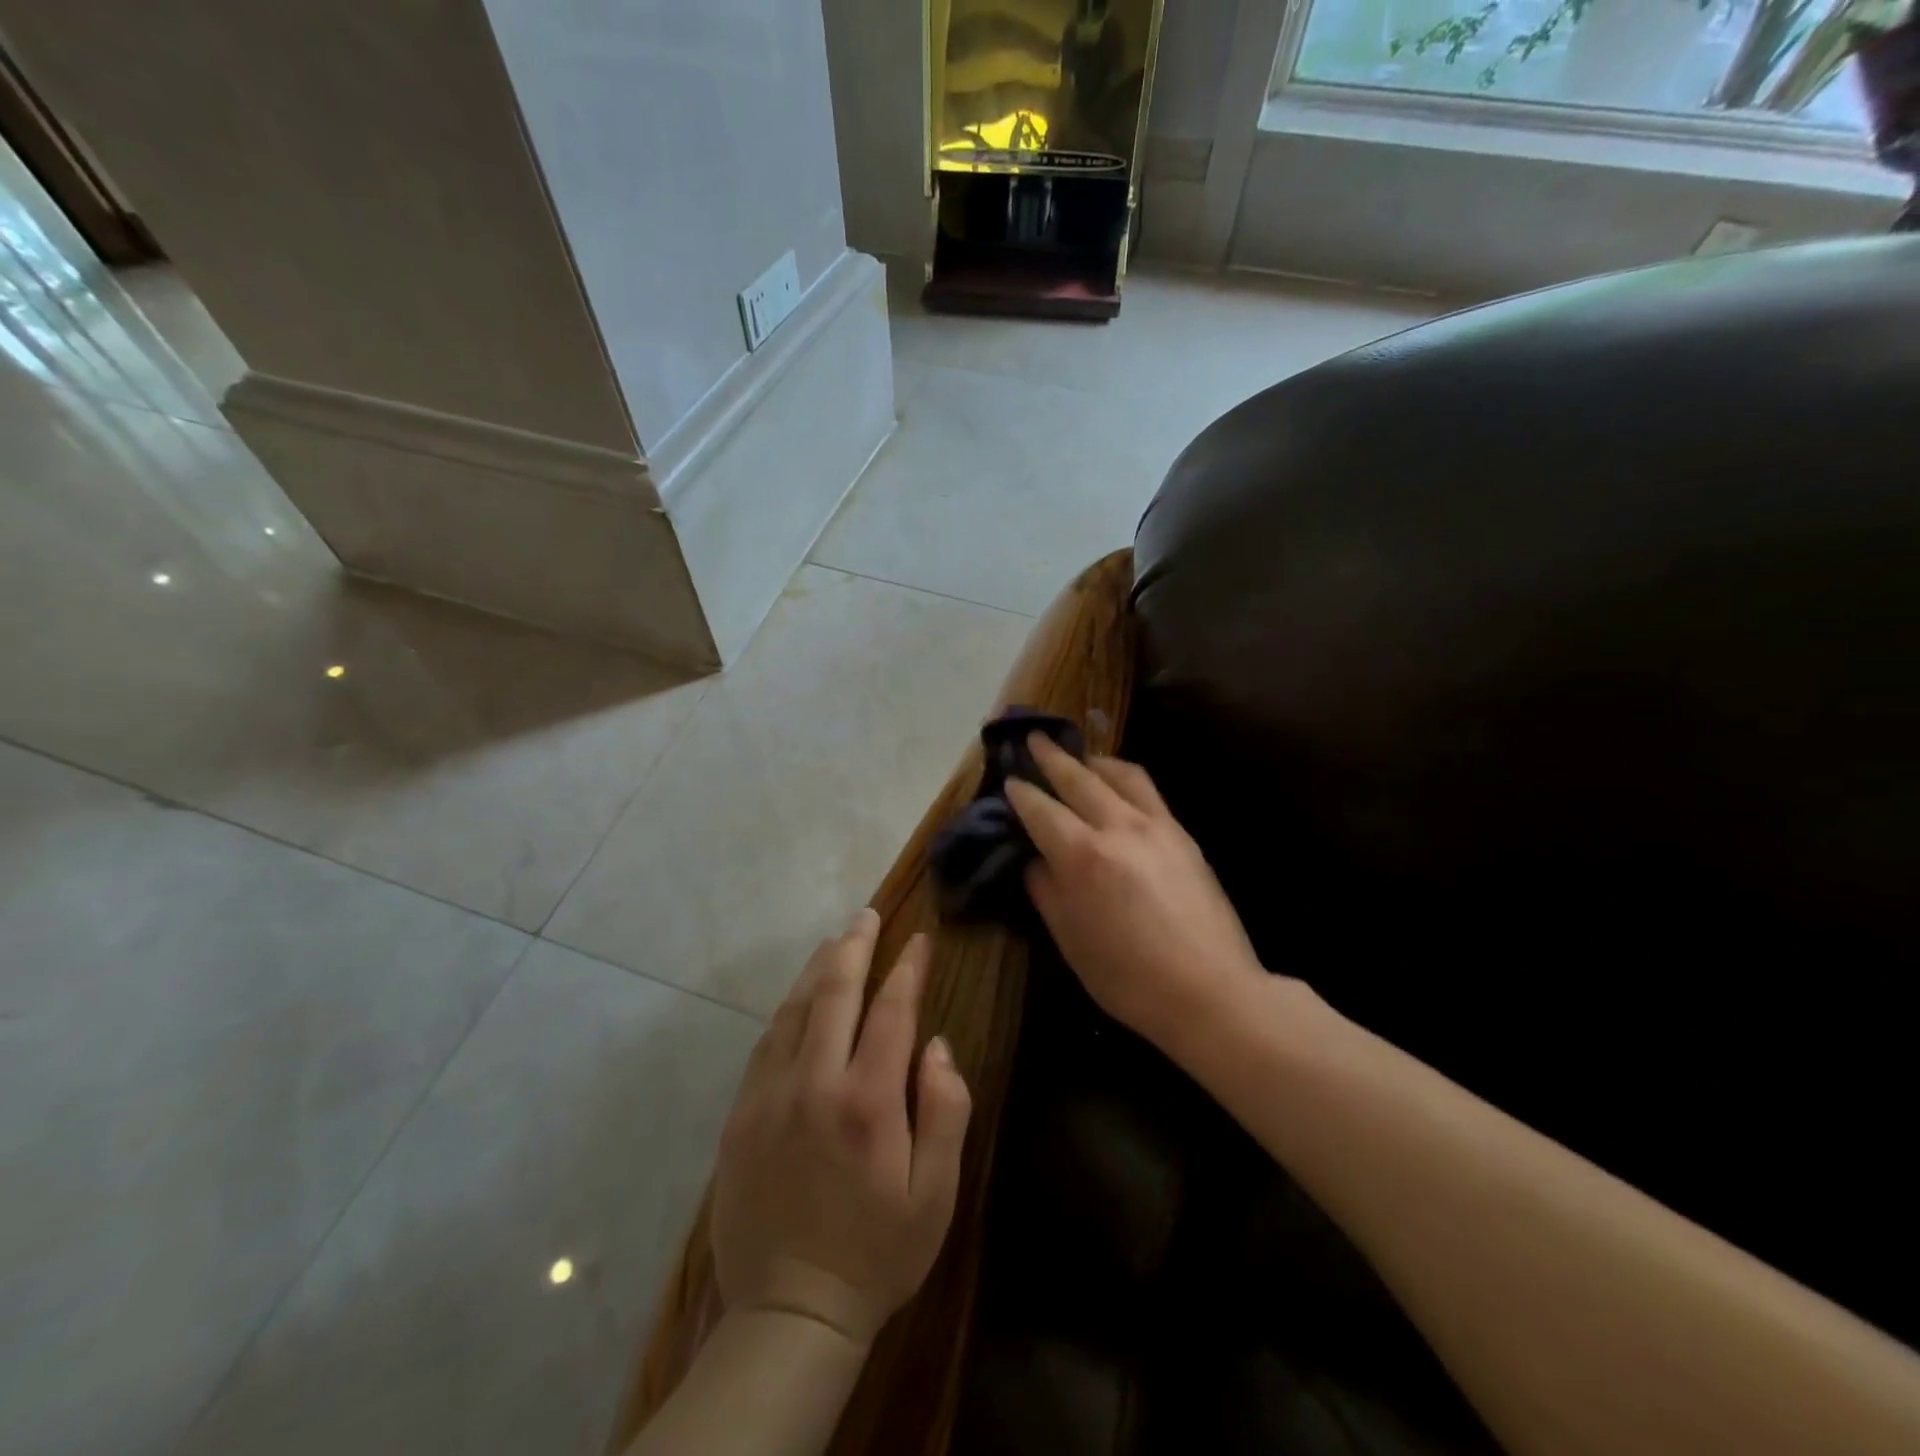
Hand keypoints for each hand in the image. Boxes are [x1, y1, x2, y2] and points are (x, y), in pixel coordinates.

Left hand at [711, 909, 971, 1348]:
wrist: (789, 1313)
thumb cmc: (877, 1253)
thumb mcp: (935, 1194)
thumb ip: (944, 1111)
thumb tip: (934, 1045)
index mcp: (867, 1101)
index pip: (891, 1010)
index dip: (907, 968)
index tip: (918, 940)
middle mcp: (814, 1083)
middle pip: (835, 992)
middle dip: (854, 946)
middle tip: (866, 915)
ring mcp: (769, 1095)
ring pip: (794, 1010)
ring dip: (817, 969)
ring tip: (835, 941)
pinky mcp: (741, 1114)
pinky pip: (766, 1043)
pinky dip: (787, 1010)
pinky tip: (799, 1000)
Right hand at [1007, 734, 1268, 1046]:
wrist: (1211, 992)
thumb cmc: (1129, 978)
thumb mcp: (1071, 942)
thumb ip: (1047, 892)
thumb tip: (1036, 860)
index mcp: (1083, 857)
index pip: (1042, 811)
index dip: (1022, 794)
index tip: (1009, 781)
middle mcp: (1119, 828)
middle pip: (1079, 779)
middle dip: (1052, 757)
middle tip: (1034, 739)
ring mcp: (1156, 826)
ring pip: (1120, 774)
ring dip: (1092, 760)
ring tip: (1078, 756)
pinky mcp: (1182, 834)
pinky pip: (1147, 790)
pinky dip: (1124, 776)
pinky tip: (1118, 784)